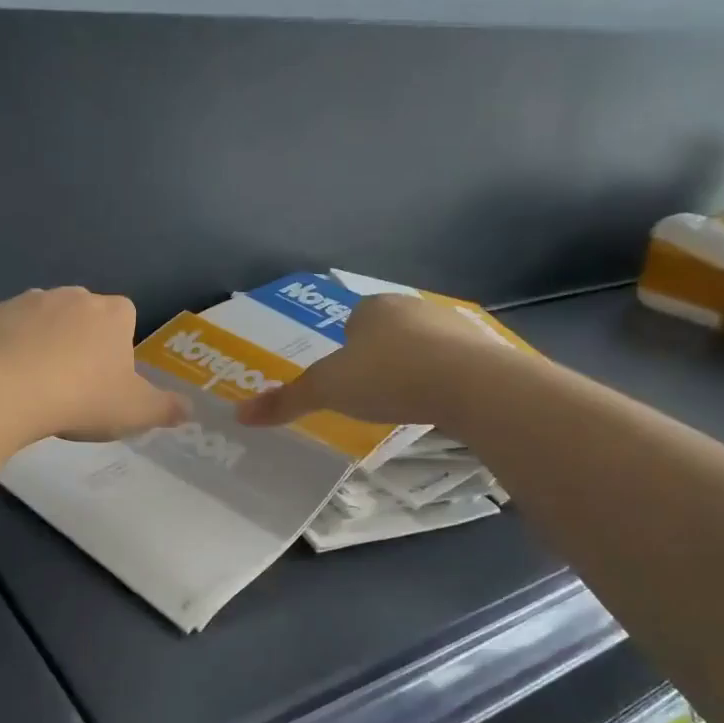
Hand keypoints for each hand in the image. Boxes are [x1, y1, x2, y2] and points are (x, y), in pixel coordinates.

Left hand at [0, 287, 188, 441]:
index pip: (125, 318)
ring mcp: (28, 300)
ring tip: (35, 383)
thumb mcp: (134, 412)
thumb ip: (165, 408)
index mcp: (113, 314)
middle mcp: (73, 297)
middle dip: (80, 341)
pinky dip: (7, 346)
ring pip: (42, 319)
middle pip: (83, 315)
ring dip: (42, 341)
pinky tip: (4, 377)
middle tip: (72, 384)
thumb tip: (189, 408)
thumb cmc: (81, 398)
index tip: (108, 378)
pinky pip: (6, 328)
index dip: (118, 346)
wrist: (6, 390)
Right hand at [236, 294, 516, 428]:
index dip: (344, 348)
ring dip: (412, 369)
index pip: (351, 320)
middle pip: (386, 333)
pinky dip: (443, 382)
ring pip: (421, 347)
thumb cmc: (388, 376)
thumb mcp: (327, 391)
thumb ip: (286, 401)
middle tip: (369, 394)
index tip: (344, 378)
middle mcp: (414, 308)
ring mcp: (453, 327)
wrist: (472, 386)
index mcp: (373, 308)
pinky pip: (453, 366)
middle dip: (378, 358)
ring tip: (404, 403)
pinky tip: (438, 406)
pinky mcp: (483, 352)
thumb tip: (240, 414)